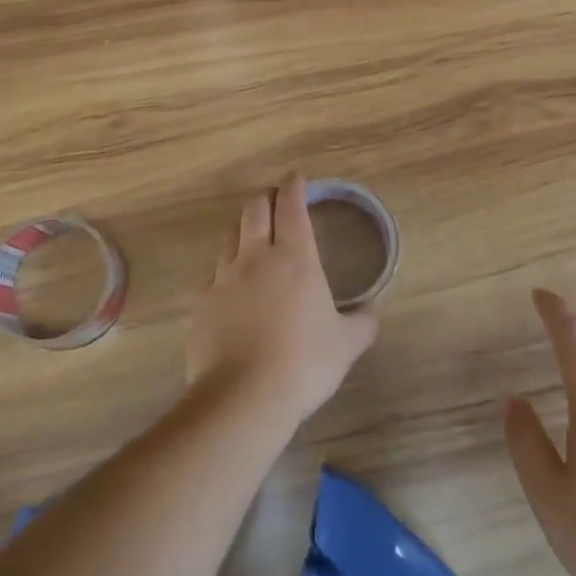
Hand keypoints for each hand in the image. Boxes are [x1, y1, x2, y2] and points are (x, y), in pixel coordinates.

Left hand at [187, 174, 379, 425]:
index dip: (294, 186)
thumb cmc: (303, 363)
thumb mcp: (345, 345)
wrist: (243, 397)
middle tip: (275, 200)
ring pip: (230, 236)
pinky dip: (226, 269)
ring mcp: (224, 278)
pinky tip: (233, 285)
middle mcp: (256, 257)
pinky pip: (215, 273)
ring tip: (253, 236)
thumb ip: (362, 324)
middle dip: (265, 198)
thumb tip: (373, 313)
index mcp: (295, 257)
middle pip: (254, 209)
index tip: (296, 178)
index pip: (291, 206)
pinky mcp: (203, 303)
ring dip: (243, 228)